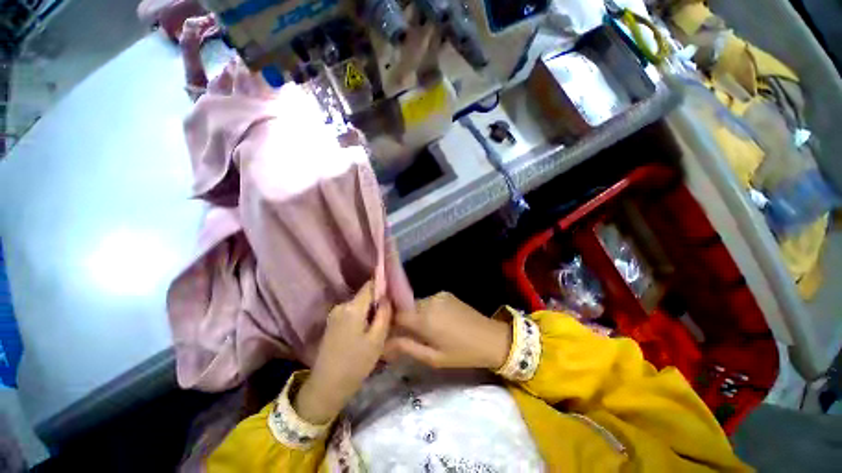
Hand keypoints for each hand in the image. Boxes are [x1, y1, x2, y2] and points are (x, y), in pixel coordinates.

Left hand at [295, 281, 391, 423]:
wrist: (326, 387)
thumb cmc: (356, 364)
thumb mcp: (377, 340)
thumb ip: (384, 314)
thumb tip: (387, 296)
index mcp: (352, 308)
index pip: (370, 285)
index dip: (383, 285)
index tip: (394, 291)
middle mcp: (341, 306)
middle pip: (364, 295)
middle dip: (378, 301)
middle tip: (390, 313)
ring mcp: (334, 314)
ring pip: (359, 304)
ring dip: (370, 310)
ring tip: (379, 324)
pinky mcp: (332, 323)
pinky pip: (351, 312)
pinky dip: (361, 316)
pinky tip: (366, 331)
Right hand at [385, 292, 510, 370]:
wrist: (491, 338)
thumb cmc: (461, 353)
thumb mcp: (433, 358)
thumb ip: (407, 348)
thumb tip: (385, 344)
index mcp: (424, 318)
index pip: (396, 314)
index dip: (390, 323)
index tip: (390, 334)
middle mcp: (428, 301)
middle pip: (406, 308)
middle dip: (404, 320)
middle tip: (409, 336)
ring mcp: (438, 295)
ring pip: (417, 304)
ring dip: (416, 315)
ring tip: (426, 331)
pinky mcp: (446, 294)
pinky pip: (429, 301)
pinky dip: (427, 310)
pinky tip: (438, 322)